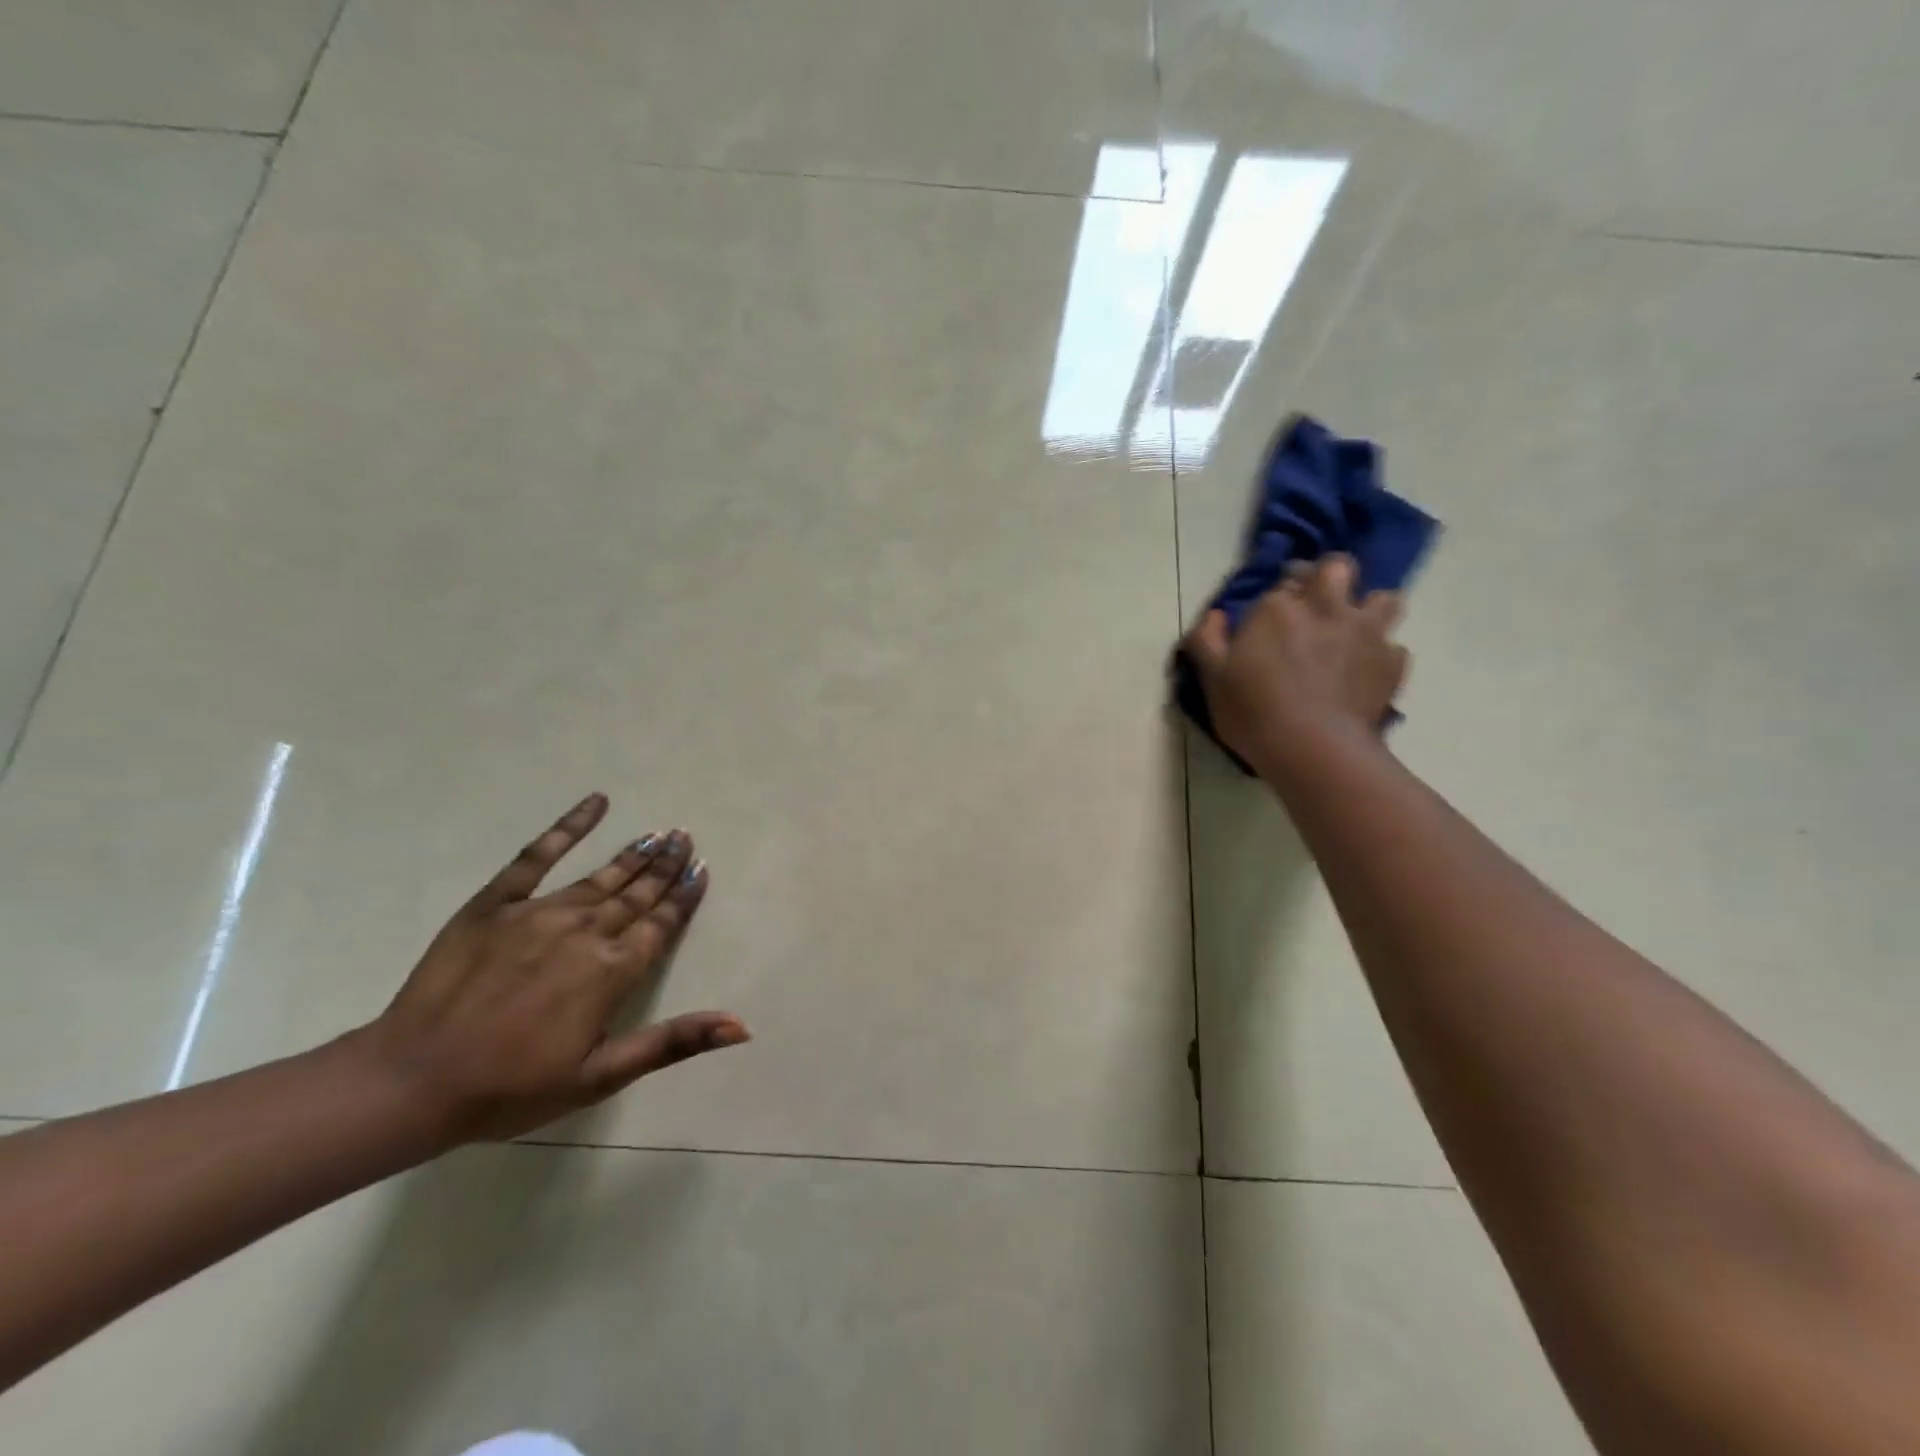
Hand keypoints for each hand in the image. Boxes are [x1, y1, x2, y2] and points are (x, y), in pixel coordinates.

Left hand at [353, 794, 746, 1143]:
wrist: (413, 1081)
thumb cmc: (513, 1086)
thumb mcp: (602, 1076)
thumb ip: (673, 1042)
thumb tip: (741, 1026)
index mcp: (613, 970)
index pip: (661, 924)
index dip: (684, 897)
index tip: (702, 869)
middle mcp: (586, 931)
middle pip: (637, 893)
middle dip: (665, 866)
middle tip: (686, 837)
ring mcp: (540, 912)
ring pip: (602, 876)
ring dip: (634, 854)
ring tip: (659, 832)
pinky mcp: (497, 902)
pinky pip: (538, 855)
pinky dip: (569, 827)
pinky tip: (595, 804)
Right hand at [1181, 554, 1409, 778]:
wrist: (1313, 749)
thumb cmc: (1253, 712)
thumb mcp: (1213, 679)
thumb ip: (1207, 641)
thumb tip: (1213, 616)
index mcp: (1277, 608)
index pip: (1282, 582)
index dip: (1278, 595)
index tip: (1271, 615)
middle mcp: (1325, 608)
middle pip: (1337, 568)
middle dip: (1328, 577)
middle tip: (1316, 602)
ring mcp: (1365, 632)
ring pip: (1383, 598)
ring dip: (1369, 608)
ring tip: (1354, 631)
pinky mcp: (1391, 662)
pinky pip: (1394, 647)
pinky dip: (1382, 656)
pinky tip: (1366, 674)